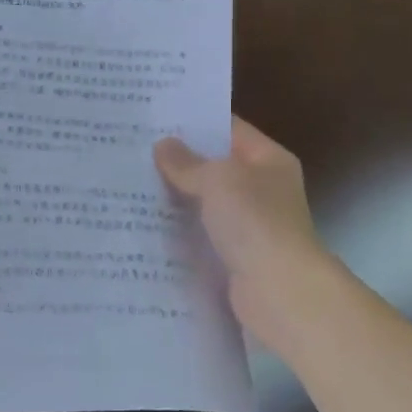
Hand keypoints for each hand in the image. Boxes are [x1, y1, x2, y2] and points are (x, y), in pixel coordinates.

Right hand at [154, 116, 334, 354]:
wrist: (281, 293)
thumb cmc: (255, 222)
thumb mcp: (218, 180)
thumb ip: (187, 163)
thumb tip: (163, 146)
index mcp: (269, 160)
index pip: (229, 128)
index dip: (195, 122)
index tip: (155, 119)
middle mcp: (263, 189)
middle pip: (215, 167)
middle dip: (178, 162)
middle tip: (134, 152)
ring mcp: (250, 225)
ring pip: (205, 204)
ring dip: (176, 199)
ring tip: (130, 186)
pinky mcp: (235, 258)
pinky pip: (202, 236)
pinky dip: (180, 233)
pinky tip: (145, 226)